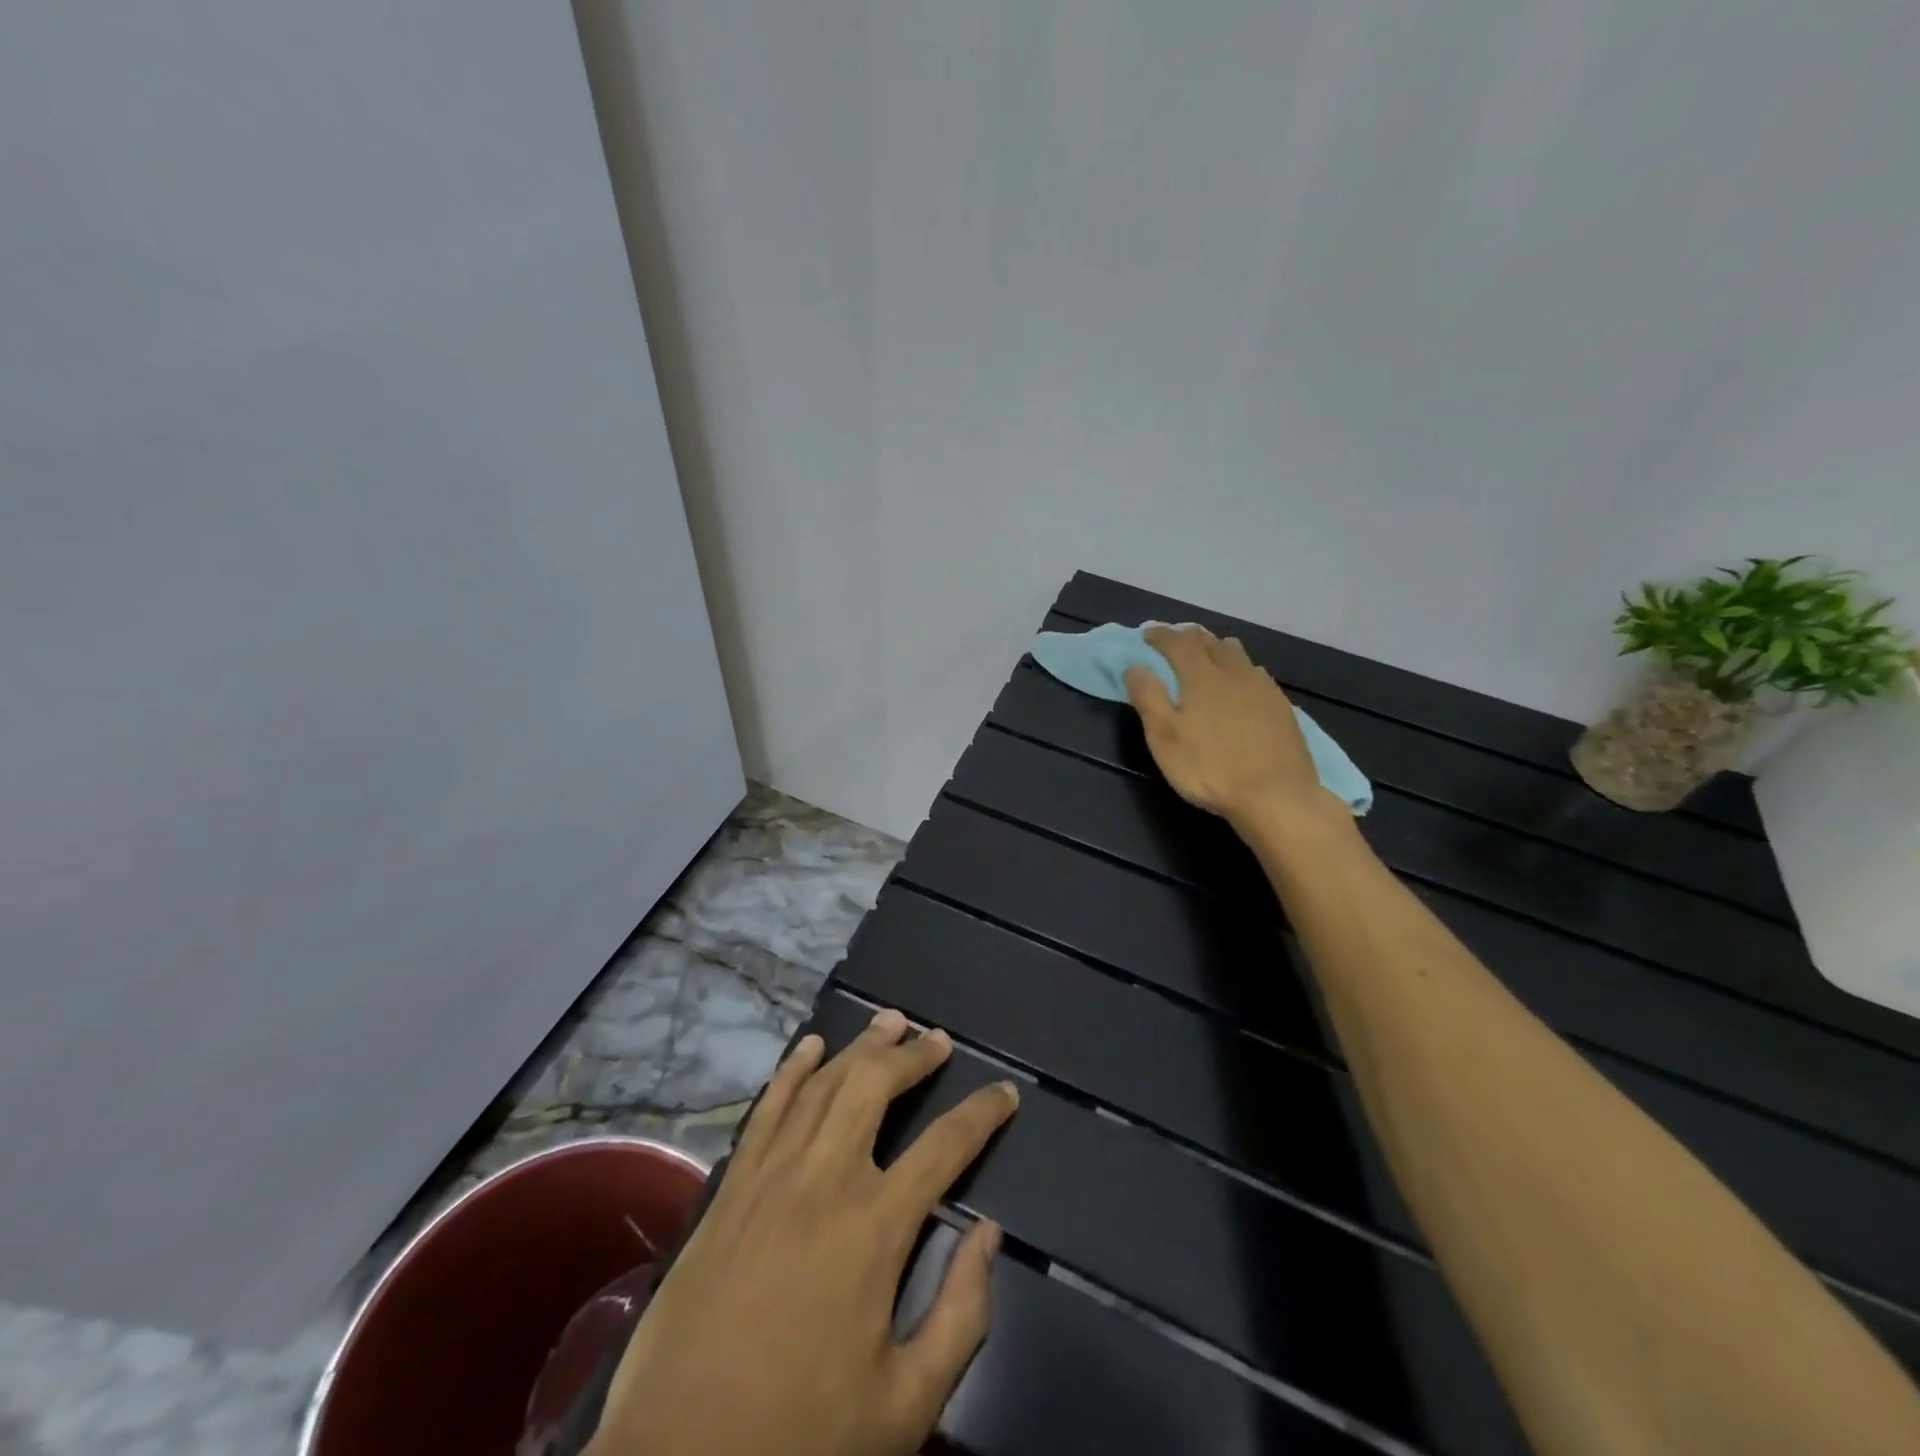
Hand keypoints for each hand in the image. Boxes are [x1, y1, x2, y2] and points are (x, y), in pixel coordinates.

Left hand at [587, 1008, 1018, 1455]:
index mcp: (875, 1227)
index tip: (1006, 1093)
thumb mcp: (905, 1404)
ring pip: (824, 1083)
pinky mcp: (732, 1184)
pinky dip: (793, 1069)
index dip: (982, 1114)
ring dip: (861, 1047)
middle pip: (876, 1087)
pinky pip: (768, 1107)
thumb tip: (989, 1234)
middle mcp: (826, 1178)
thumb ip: (962, 1315)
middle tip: (938, 1040)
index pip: (946, 1147)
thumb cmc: (801, 1435)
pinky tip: (811, 1046)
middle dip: (913, 1056)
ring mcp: (772, 1174)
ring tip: (890, 1023)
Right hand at [1122, 624, 1335, 825]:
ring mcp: (1262, 688)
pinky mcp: (1281, 706)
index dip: (1161, 635)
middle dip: (1188, 636)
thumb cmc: (1210, 768)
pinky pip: (1256, 673)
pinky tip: (1242, 678)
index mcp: (1201, 677)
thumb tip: (1134, 666)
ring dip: (1216, 646)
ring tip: (1207, 650)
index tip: (1147, 633)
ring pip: (1236, 654)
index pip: (1178, 643)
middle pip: (1209, 642)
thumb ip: (1148, 698)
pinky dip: (1240, 667)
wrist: (1275, 795)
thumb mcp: (1165, 738)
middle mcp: (1233, 673)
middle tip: (1174, 638)